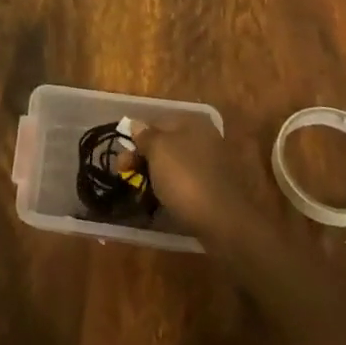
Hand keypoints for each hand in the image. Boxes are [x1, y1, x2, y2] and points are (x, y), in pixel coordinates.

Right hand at [131, 118, 268, 250]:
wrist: (223, 222)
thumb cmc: (185, 178)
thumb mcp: (158, 150)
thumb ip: (145, 135)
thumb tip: (136, 124)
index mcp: (192, 122)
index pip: (155, 122)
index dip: (135, 138)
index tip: (122, 159)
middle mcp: (204, 137)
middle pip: (164, 143)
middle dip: (142, 157)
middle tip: (125, 174)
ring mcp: (211, 163)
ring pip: (174, 163)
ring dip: (155, 174)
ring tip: (141, 189)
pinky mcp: (214, 187)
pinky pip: (185, 181)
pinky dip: (171, 187)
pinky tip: (162, 199)